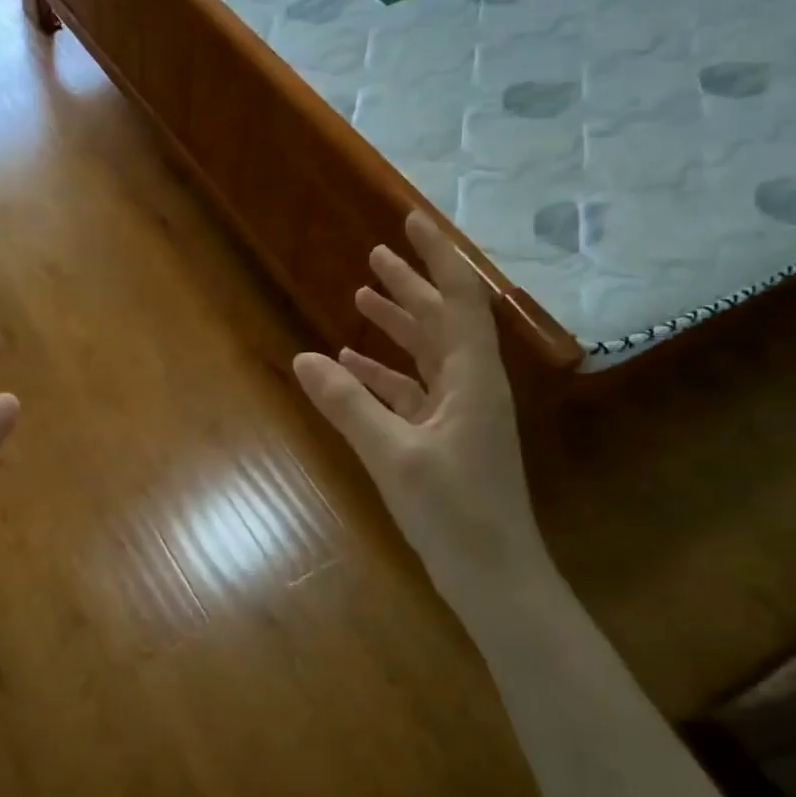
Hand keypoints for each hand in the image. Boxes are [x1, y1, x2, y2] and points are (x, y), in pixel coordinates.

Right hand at [293, 212, 551, 599]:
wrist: (493, 575)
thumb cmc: (453, 511)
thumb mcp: (393, 454)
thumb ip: (348, 404)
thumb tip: (302, 358)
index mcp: (472, 378)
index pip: (458, 299)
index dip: (437, 257)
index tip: (411, 221)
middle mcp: (470, 385)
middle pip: (442, 320)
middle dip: (411, 285)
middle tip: (377, 253)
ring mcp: (458, 413)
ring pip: (426, 354)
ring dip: (395, 325)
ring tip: (360, 297)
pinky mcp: (443, 438)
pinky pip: (410, 391)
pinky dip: (382, 373)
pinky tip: (350, 365)